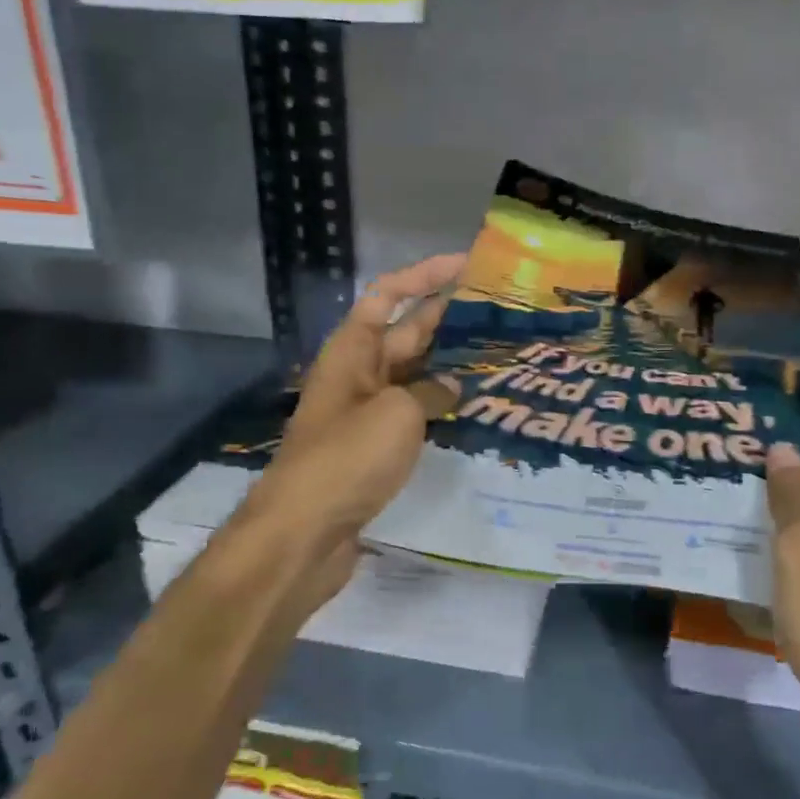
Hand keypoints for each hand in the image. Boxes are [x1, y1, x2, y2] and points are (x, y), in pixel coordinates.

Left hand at [236, 254, 465, 613]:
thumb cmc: (346, 458)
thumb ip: (430, 392)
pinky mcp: (374, 448)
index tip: (465, 266)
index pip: (387, 295)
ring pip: (413, 375)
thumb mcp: (396, 414)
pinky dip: (439, 405)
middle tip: (496, 310)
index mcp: (352, 351)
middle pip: (405, 333)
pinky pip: (412, 412)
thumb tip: (451, 387)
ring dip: (448, 363)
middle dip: (445, 316)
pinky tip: (472, 406)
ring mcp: (365, 412)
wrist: (303, 532)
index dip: (424, 275)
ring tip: (495, 354)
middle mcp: (358, 374)